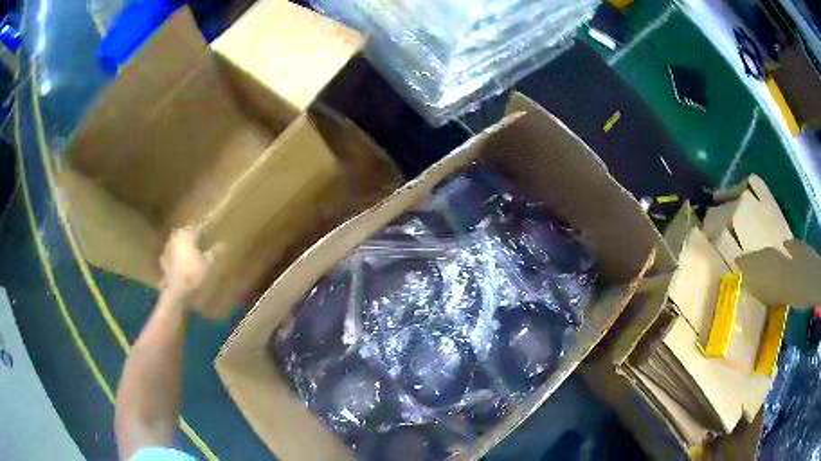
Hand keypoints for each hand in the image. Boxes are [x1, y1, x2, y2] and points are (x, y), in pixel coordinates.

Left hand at [159, 228, 215, 300]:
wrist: (177, 291)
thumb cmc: (194, 274)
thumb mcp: (209, 263)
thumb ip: (215, 251)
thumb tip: (222, 243)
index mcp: (187, 234)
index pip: (199, 230)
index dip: (206, 237)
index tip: (211, 243)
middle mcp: (175, 236)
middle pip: (187, 235)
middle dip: (193, 241)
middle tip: (202, 250)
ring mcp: (167, 247)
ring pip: (179, 244)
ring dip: (184, 249)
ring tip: (192, 259)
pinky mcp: (163, 259)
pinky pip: (172, 255)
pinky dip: (177, 258)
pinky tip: (182, 267)